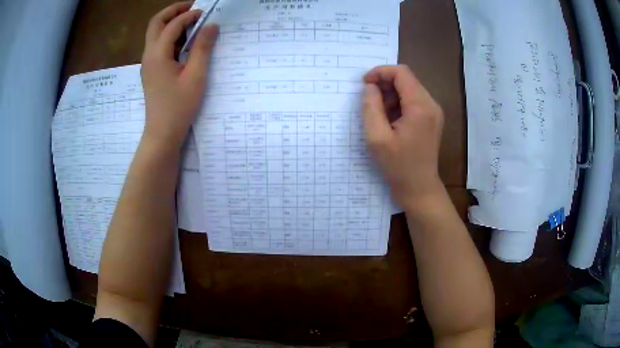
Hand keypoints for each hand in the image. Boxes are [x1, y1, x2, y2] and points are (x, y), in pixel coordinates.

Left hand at [141, 2, 218, 149]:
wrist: (162, 133)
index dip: (189, 15)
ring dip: (171, 23)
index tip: (206, 13)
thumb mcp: (195, 76)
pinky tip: (184, 42)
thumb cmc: (179, 107)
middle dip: (173, 11)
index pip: (172, 25)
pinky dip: (170, 36)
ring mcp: (148, 63)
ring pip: (155, 33)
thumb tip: (211, 25)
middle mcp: (149, 55)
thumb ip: (202, 48)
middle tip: (193, 8)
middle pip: (155, 23)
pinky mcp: (151, 70)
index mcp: (157, 55)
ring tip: (191, 22)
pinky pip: (157, 45)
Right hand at [362, 65, 444, 208]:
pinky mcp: (432, 119)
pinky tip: (391, 121)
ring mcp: (434, 111)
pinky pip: (413, 101)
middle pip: (406, 79)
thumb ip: (371, 106)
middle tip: (369, 102)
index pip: (401, 72)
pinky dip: (399, 104)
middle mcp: (431, 104)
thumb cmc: (397, 166)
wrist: (419, 188)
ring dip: (391, 95)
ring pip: (409, 89)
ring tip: (380, 115)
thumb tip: (370, 87)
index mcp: (420, 106)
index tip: (364, 84)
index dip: (380, 72)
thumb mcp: (376, 137)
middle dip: (384, 85)